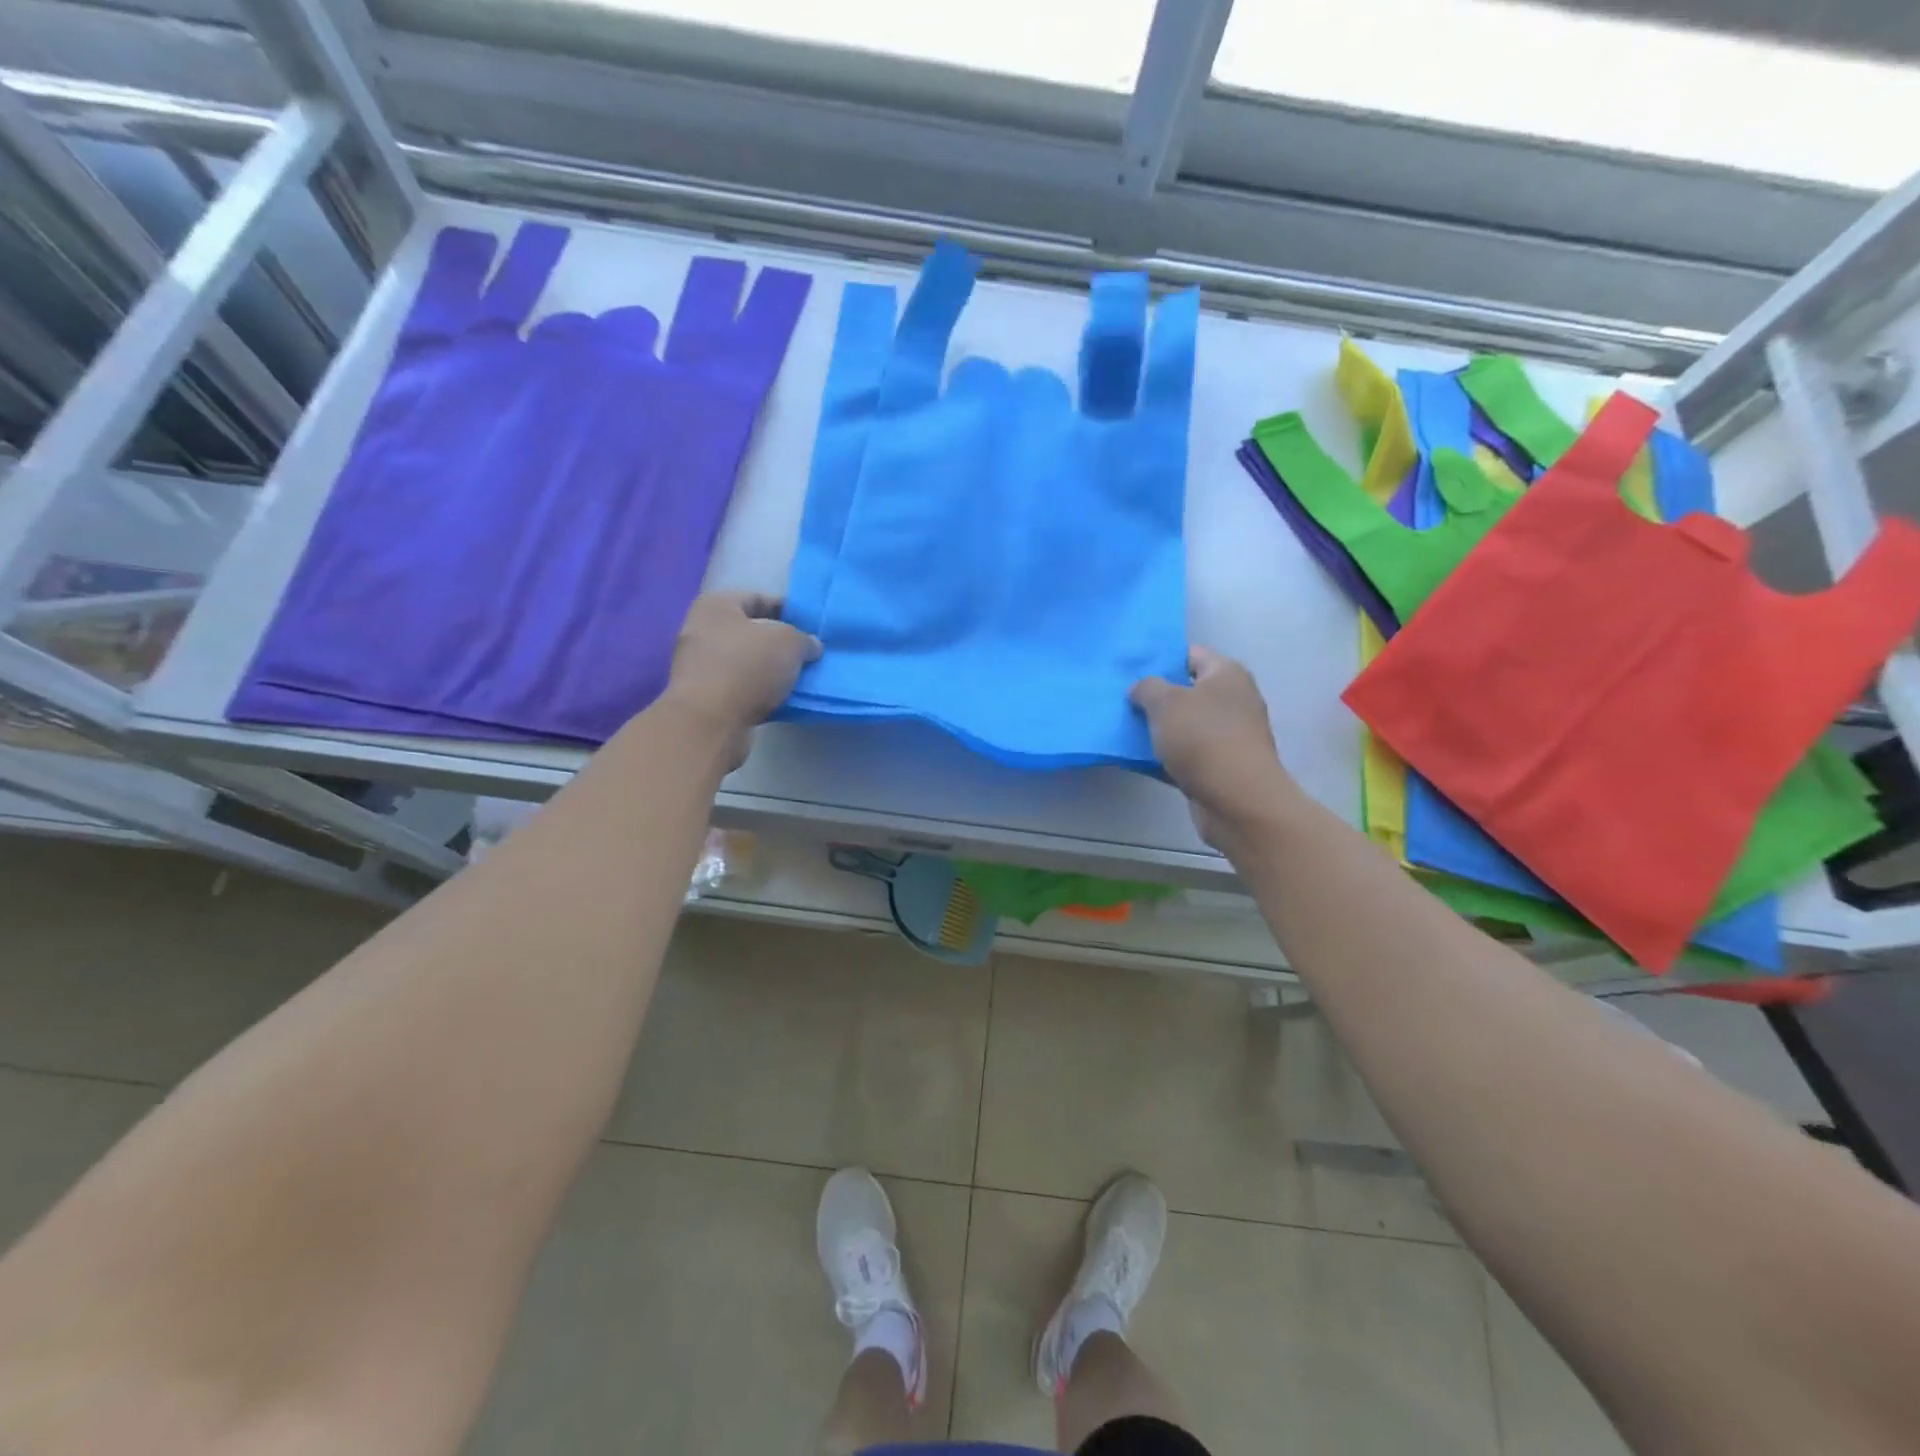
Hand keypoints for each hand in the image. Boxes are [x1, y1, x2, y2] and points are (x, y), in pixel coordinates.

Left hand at [663, 592, 820, 765]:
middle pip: (751, 632)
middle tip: (808, 654)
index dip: (789, 609)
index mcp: (716, 605)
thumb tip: (810, 646)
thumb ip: (804, 639)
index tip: (812, 626)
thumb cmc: (748, 667)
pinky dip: (760, 692)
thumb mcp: (789, 642)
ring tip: (800, 679)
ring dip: (771, 670)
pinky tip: (782, 700)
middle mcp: (701, 630)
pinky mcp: (703, 698)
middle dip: (780, 643)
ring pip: (746, 662)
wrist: (710, 722)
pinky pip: (740, 688)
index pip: (759, 598)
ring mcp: (698, 666)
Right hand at [1131, 647, 1301, 849]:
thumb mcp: (1166, 703)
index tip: (1129, 669)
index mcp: (1226, 674)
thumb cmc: (1203, 739)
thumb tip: (1141, 689)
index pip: (1190, 654)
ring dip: (1157, 728)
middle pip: (1186, 691)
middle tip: (1120, 699)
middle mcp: (1233, 700)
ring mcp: (1229, 735)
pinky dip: (1164, 756)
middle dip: (1155, 696)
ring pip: (1184, 725)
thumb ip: (1147, 688)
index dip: (1160, 658)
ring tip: (1122, 727)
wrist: (1237, 801)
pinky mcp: (1220, 766)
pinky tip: (1136, 758)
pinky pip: (1185, 754)